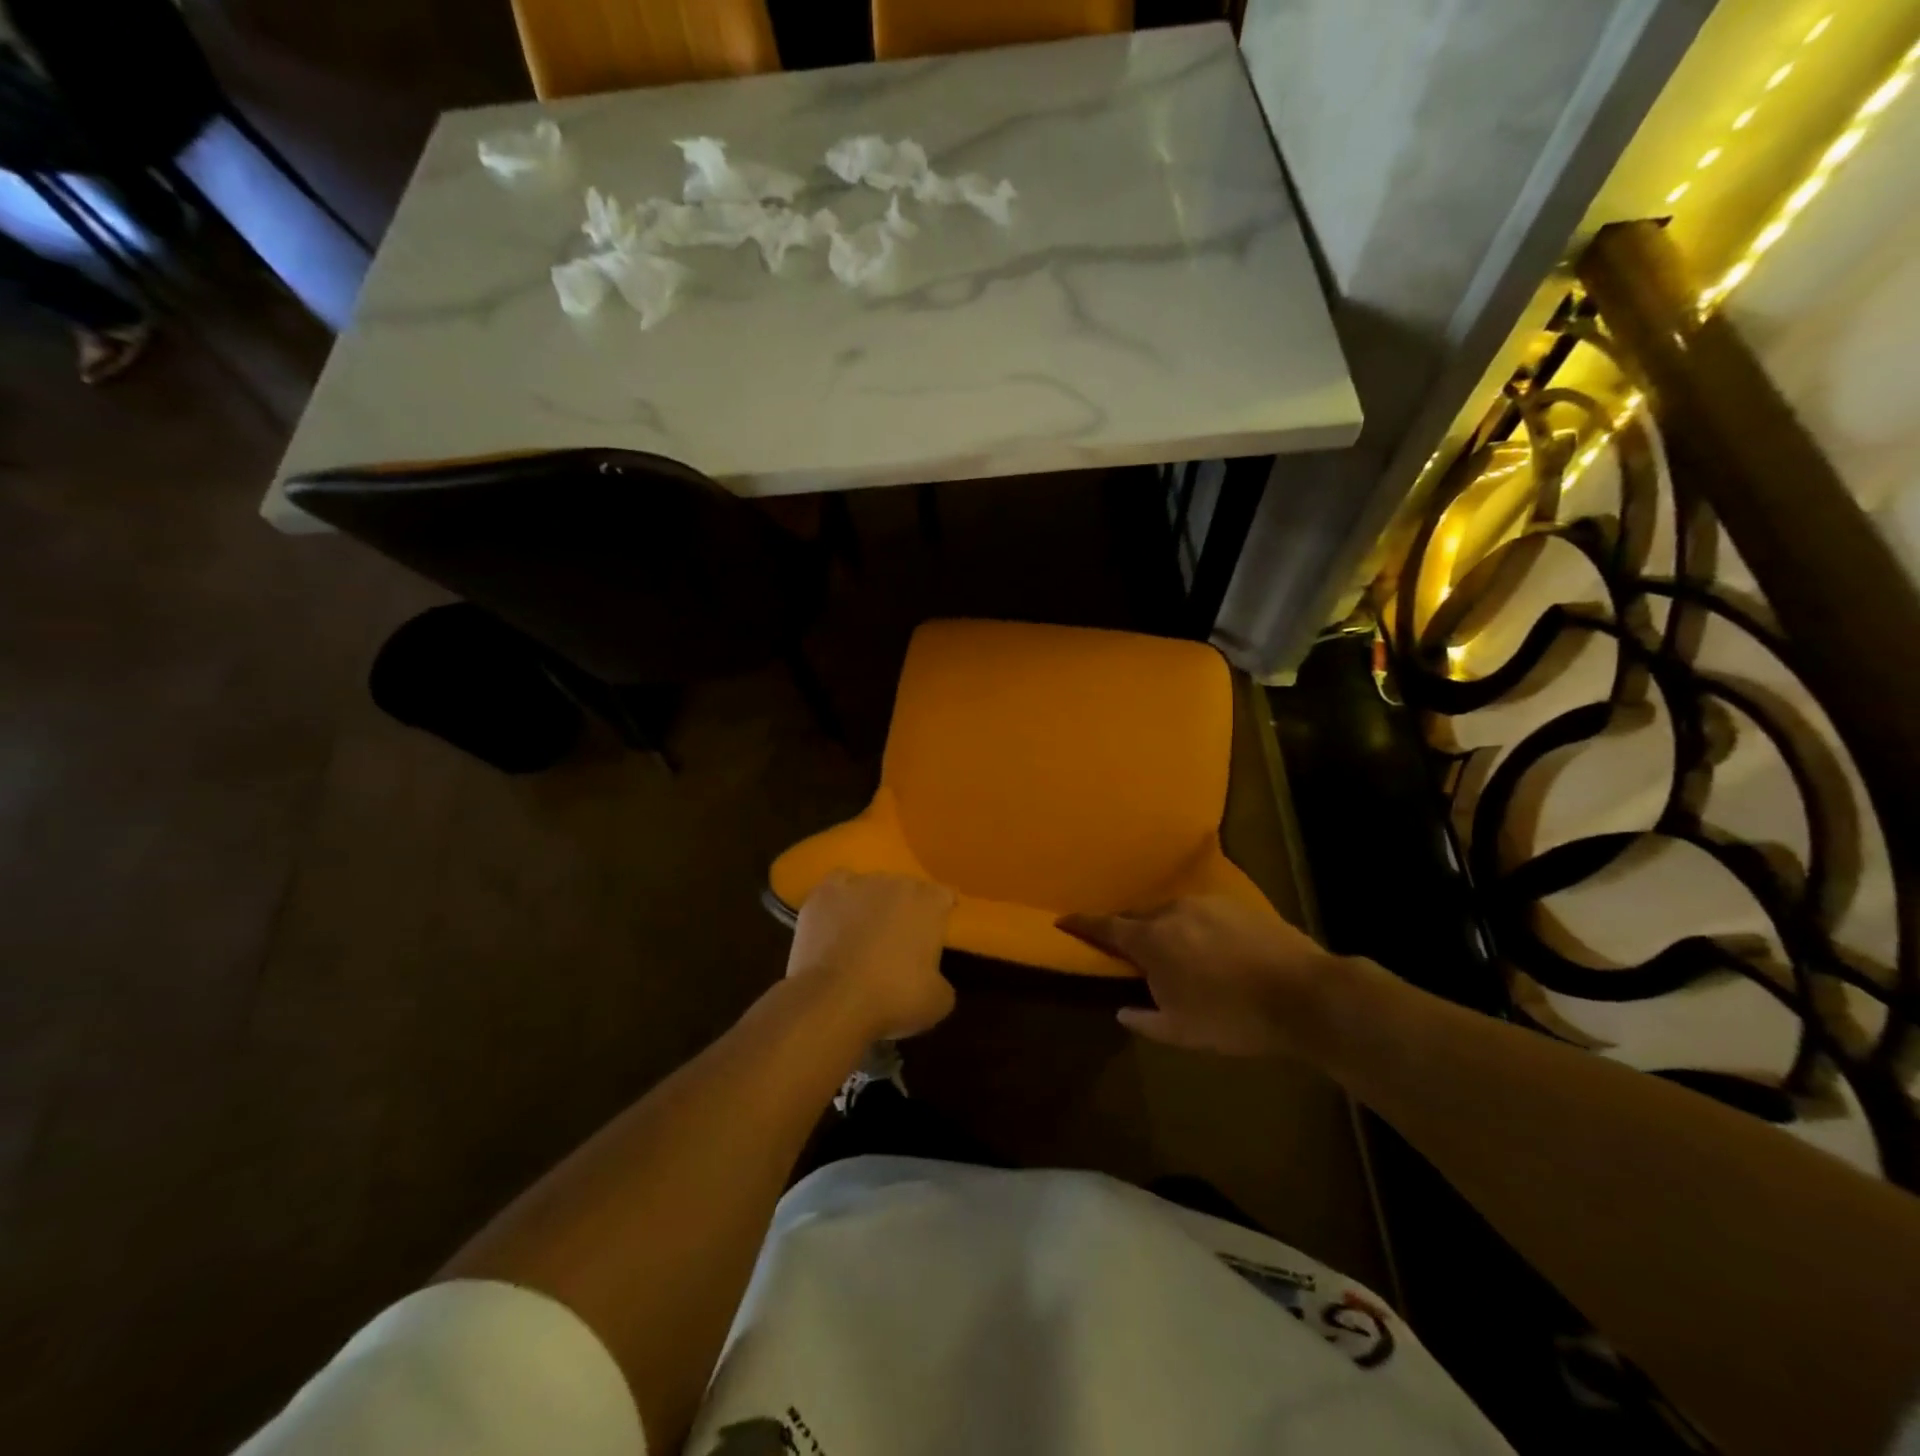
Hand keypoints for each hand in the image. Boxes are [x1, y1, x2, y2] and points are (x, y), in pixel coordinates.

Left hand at [787, 871, 956, 1040]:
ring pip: (872, 885)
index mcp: (930, 903)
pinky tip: (838, 916)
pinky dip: (841, 897)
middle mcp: (897, 883)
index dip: (941, 912)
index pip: (944, 895)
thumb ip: (942, 980)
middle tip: (899, 939)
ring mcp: (859, 883)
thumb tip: (932, 978)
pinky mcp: (825, 892)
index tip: (936, 931)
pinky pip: (839, 883)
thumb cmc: (893, 998)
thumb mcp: (937, 1001)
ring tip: (864, 932)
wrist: (833, 999)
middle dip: (906, 908)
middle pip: (907, 888)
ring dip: (873, 903)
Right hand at [1057, 896, 1342, 1056]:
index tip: (1063, 920)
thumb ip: (1144, 1020)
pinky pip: (1201, 913)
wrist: (1304, 995)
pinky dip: (1195, 928)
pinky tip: (1212, 949)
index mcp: (1151, 939)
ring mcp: (1207, 903)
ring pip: (1171, 913)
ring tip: (1177, 955)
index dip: (1081, 924)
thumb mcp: (1182, 1032)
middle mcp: (1173, 911)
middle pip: (1138, 917)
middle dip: (1128, 932)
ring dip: (1164, 930)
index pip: (1104, 926)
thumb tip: (1123, 1010)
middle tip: (1130, 954)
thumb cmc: (1233, 1018)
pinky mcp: (1237, 904)